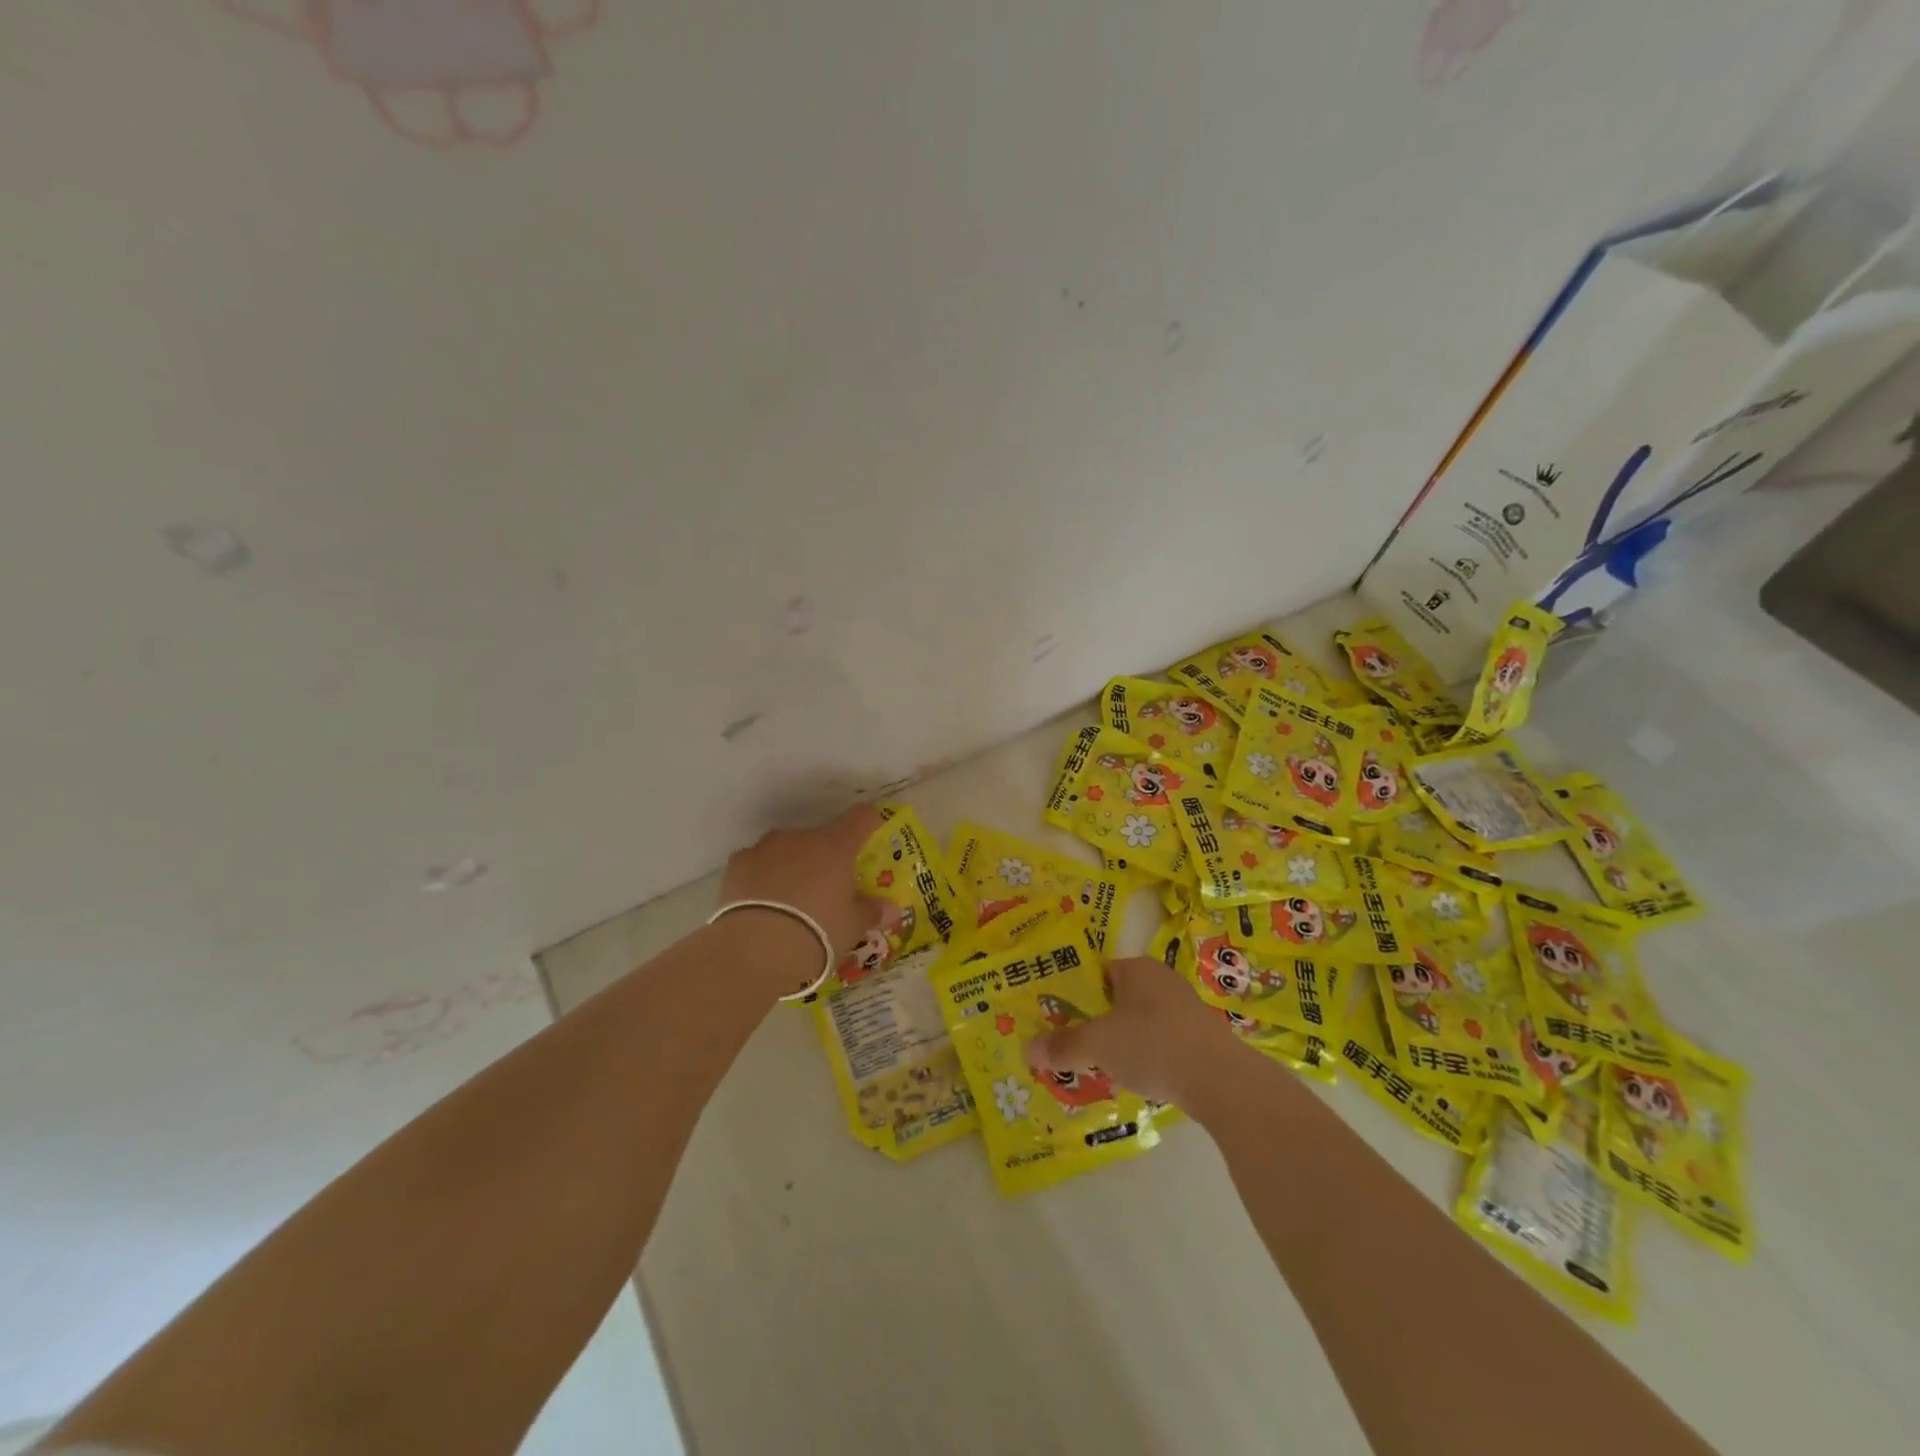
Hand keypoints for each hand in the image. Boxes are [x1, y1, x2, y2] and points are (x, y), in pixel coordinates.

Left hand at [717, 805, 886, 991]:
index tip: (873, 833)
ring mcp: (765, 848)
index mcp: (835, 846)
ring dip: (792, 865)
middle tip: (827, 888)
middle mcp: (801, 838)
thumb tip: (891, 908)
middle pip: (820, 837)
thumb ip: (871, 912)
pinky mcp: (737, 864)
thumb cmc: (817, 933)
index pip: (861, 818)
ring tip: (791, 900)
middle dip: (825, 857)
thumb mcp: (852, 928)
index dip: (870, 822)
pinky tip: (762, 903)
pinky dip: (762, 876)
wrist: (755, 949)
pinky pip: (757, 863)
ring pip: (786, 849)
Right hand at [1026, 955, 1244, 1106]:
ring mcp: (1185, 1008)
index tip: (1056, 1019)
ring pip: (1139, 1021)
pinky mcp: (1201, 1036)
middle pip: (1117, 998)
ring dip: (1121, 1041)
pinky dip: (1146, 1055)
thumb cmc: (1153, 1045)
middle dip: (1096, 1022)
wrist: (1221, 1080)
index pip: (1096, 973)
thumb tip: (1029, 1050)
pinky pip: (1161, 1040)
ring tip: (1100, 1067)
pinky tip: (1137, 1078)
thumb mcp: (1098, 1045)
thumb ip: (1063, 1046)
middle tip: (1073, 1046)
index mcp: (1136, 968)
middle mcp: (1161, 979)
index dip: (1074, 995)